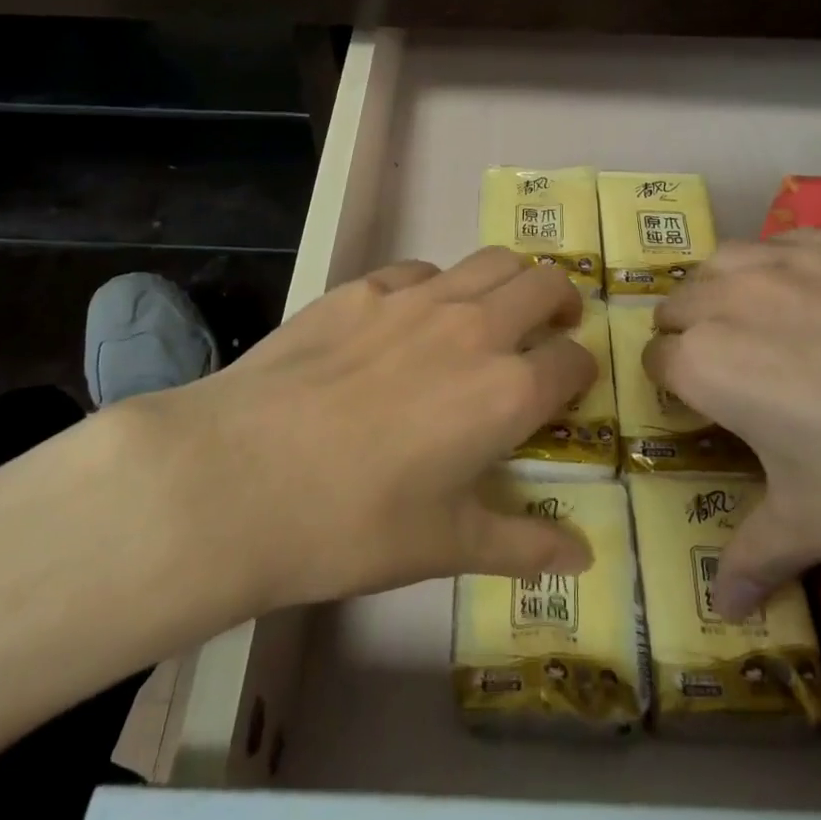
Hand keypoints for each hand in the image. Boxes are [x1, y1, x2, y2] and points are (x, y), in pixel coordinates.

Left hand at [120, 248, 596, 625]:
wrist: (237, 478)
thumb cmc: (353, 524)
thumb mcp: (446, 546)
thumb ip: (523, 545)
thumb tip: (582, 559)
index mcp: (507, 389)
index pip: (573, 361)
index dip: (581, 373)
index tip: (569, 388)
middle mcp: (473, 327)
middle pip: (545, 284)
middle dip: (561, 303)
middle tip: (550, 330)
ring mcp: (415, 298)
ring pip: (490, 261)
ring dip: (508, 282)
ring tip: (492, 314)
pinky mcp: (361, 288)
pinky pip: (420, 270)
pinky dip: (437, 286)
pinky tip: (409, 320)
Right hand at [645, 229, 820, 620]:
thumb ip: (754, 556)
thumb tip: (722, 610)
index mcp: (710, 363)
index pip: (659, 362)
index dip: (675, 389)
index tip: (704, 411)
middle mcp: (737, 295)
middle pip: (681, 301)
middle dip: (692, 333)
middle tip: (736, 373)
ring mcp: (802, 258)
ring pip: (729, 259)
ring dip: (728, 289)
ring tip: (770, 326)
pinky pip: (799, 242)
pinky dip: (793, 267)